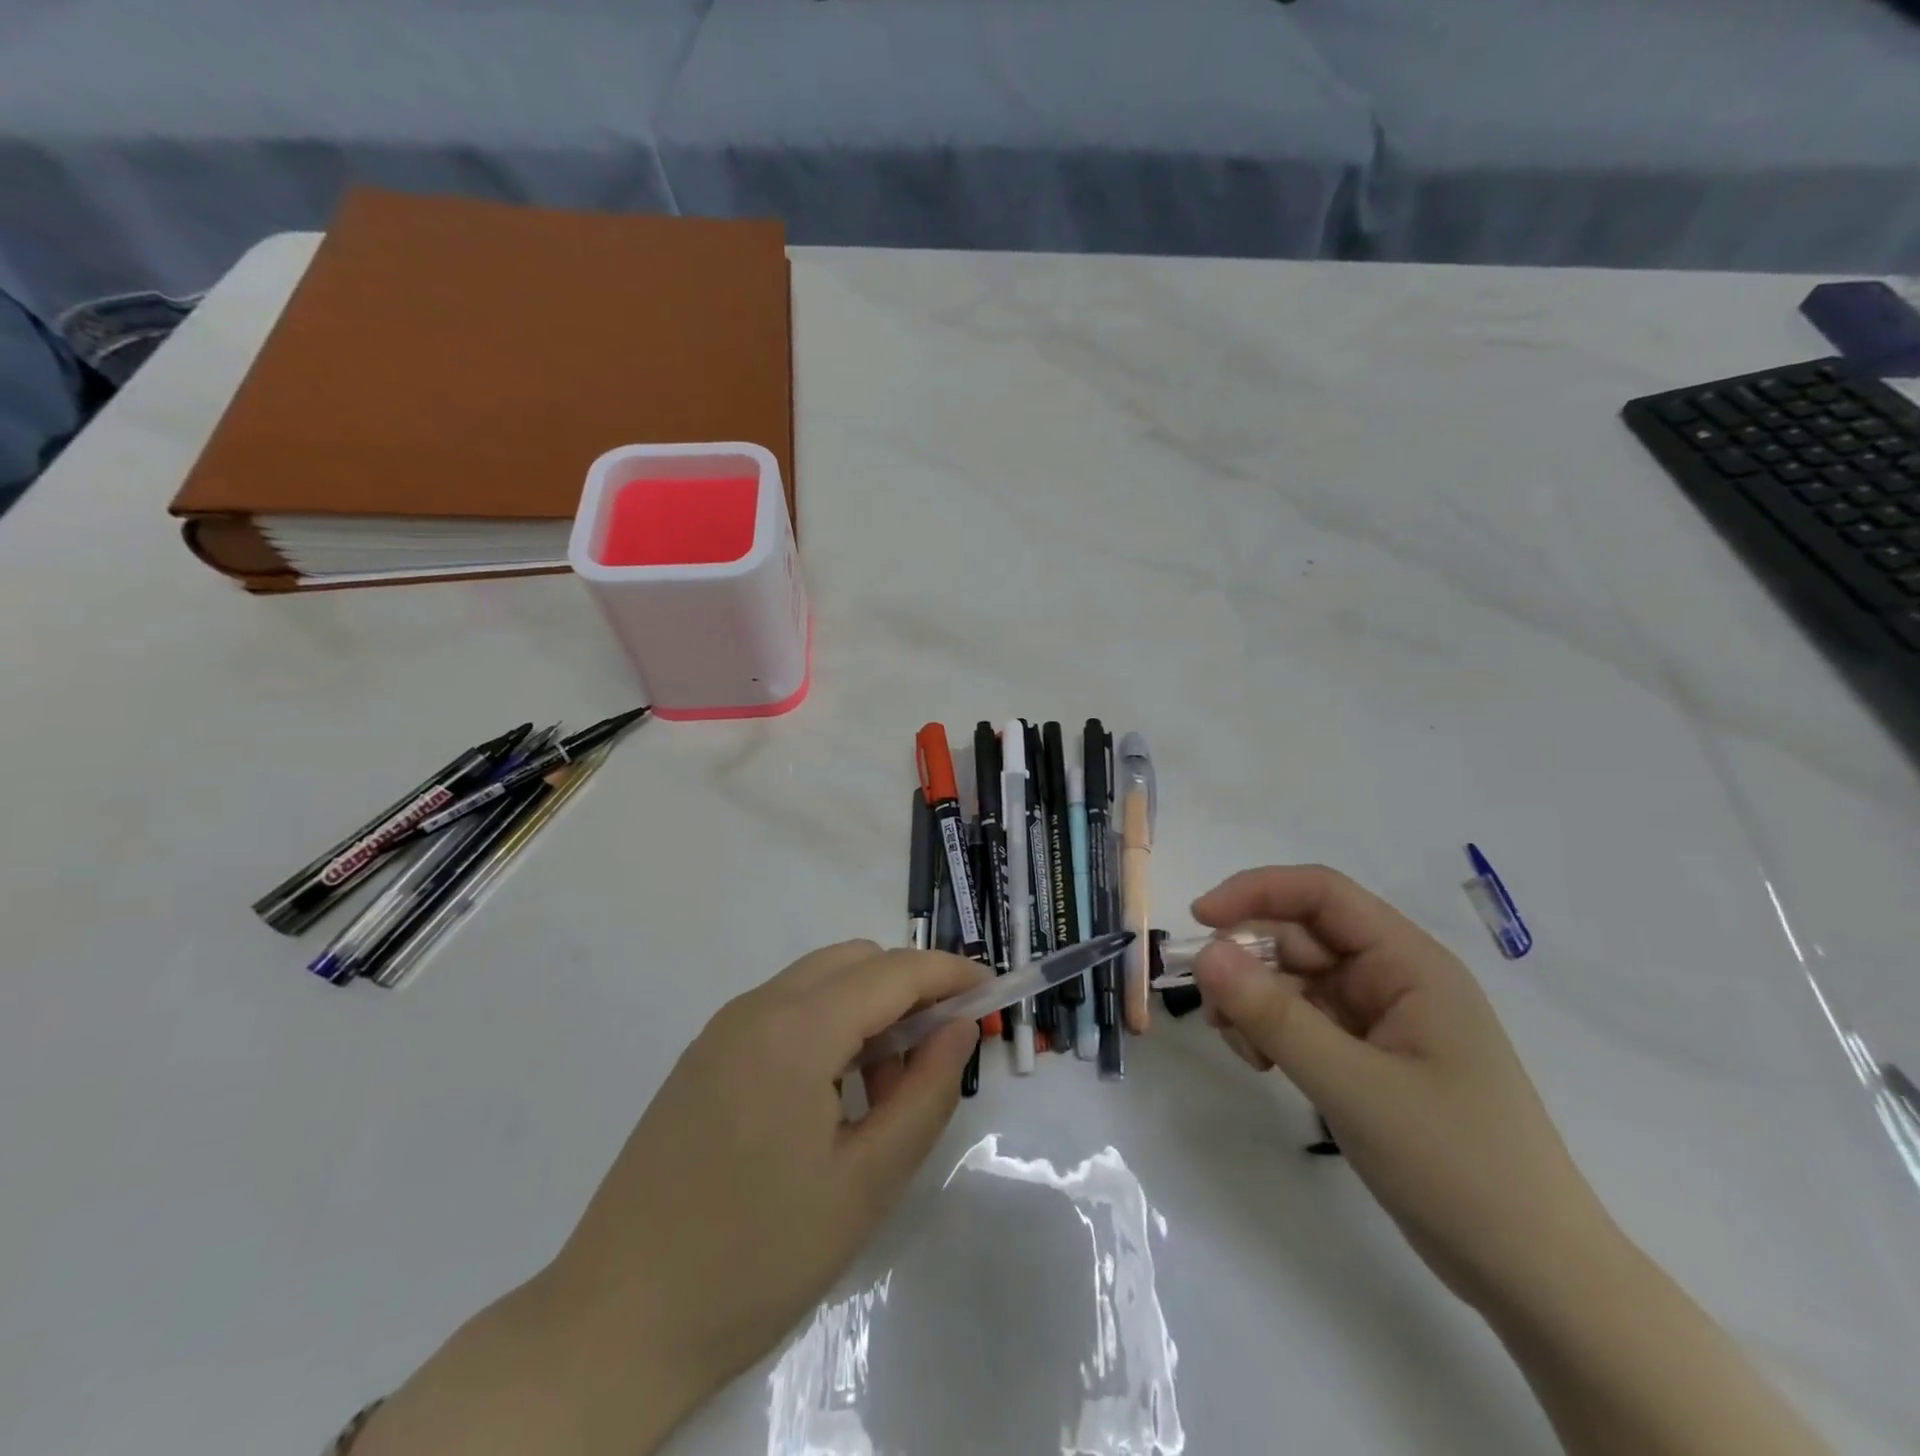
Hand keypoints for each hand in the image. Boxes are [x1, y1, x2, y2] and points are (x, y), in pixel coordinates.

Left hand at [355, 941, 982, 1455]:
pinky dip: (827, 1026)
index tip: (991, 993)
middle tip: (935, 1059)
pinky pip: (784, 1010)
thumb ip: (927, 1093)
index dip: (949, 973)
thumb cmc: (756, 1259)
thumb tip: (959, 1027)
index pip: (893, 971)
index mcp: (796, 1029)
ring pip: (819, 982)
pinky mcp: (703, 1057)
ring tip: (882, 1094)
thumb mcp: (866, 1183)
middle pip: (855, 962)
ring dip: (867, 1010)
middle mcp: (756, 1007)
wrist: (614, 1326)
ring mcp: (722, 1029)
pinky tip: (830, 1099)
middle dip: (908, 990)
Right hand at [1191, 865, 1621, 1316]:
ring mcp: (1381, 1017)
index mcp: (1409, 963)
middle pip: (1300, 936)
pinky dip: (1272, 1031)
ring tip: (1242, 1050)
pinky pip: (1303, 1019)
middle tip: (1214, 1011)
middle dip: (1248, 961)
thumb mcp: (1355, 1087)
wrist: (1534, 1276)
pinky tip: (1262, 1065)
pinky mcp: (1368, 1055)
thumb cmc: (1457, 1167)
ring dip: (1255, 1001)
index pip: (1321, 894)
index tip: (1199, 919)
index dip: (1256, 892)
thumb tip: (1204, 953)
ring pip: (1294, 979)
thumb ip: (1275, 1016)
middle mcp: (1393, 977)